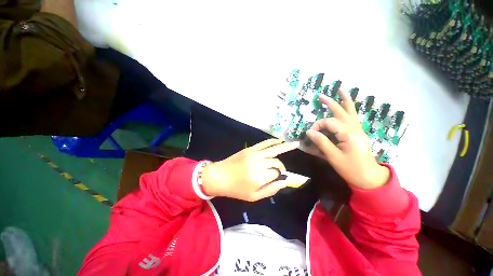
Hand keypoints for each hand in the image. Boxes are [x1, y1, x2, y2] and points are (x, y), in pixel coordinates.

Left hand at [201, 139, 298, 200]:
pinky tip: (280, 140)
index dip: (280, 176)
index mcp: (260, 176)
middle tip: (280, 171)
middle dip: (281, 167)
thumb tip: (285, 181)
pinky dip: (273, 141)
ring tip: (295, 144)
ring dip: (285, 147)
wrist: (220, 176)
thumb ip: (271, 189)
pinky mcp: (250, 149)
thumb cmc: (236, 189)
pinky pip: (264, 143)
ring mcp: (254, 153)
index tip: (279, 179)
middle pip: (277, 162)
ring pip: (274, 149)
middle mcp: (259, 163)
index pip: (278, 173)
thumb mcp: (254, 196)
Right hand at [305, 91, 389, 189]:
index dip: (317, 125)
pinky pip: (353, 117)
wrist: (369, 177)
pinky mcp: (358, 133)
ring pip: (351, 111)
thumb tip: (309, 132)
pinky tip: (345, 105)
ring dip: (344, 100)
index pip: (329, 122)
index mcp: (349, 133)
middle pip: (341, 112)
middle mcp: (355, 128)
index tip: (310, 134)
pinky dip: (349, 109)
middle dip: (331, 103)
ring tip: (340, 90)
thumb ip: (322, 142)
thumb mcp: (333, 157)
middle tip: (321, 95)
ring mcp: (358, 130)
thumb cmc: (351, 168)